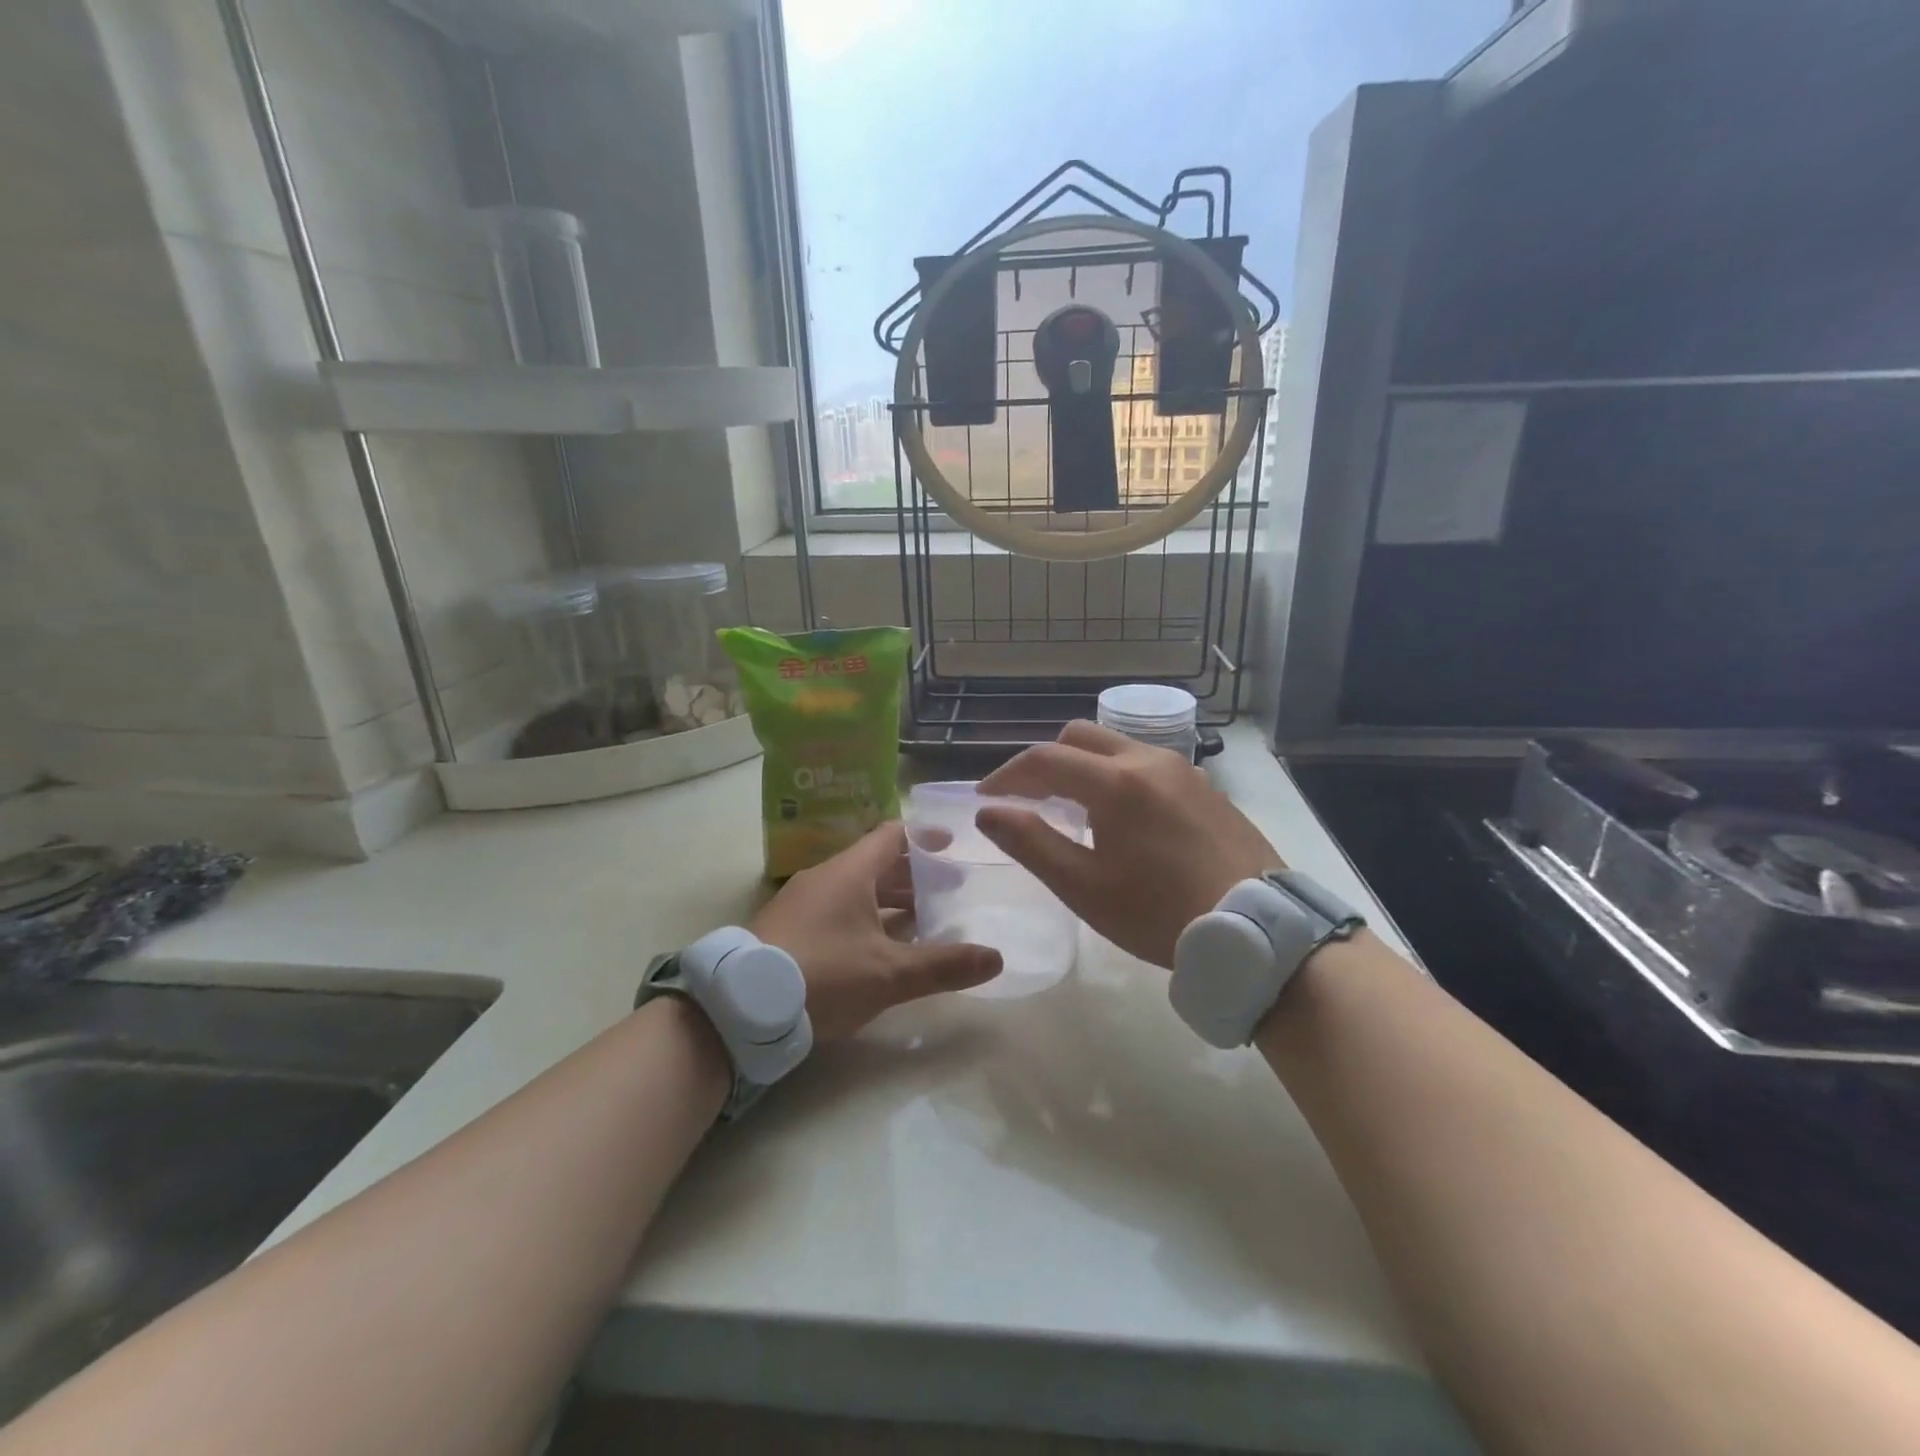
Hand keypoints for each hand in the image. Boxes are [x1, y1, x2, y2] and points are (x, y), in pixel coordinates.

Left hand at [750, 822, 1001, 1041]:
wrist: (739, 1007)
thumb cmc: (822, 974)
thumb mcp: (888, 974)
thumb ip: (943, 966)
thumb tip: (997, 958)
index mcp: (850, 872)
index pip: (893, 835)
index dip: (926, 837)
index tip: (954, 845)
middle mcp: (826, 877)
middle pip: (878, 863)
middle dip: (916, 875)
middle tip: (951, 889)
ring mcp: (803, 903)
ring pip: (857, 889)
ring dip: (891, 901)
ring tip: (925, 920)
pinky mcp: (789, 929)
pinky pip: (838, 910)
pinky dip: (867, 918)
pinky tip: (881, 948)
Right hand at [977, 721, 1282, 967]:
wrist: (1257, 930)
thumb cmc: (1159, 913)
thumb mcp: (1084, 887)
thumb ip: (1031, 842)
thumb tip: (990, 812)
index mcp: (1115, 782)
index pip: (1044, 759)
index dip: (1007, 775)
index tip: (986, 798)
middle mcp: (1149, 760)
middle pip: (1080, 737)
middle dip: (1045, 761)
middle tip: (1029, 799)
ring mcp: (1183, 770)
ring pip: (1117, 747)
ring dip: (1084, 766)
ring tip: (1074, 809)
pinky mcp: (1206, 786)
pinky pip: (1148, 764)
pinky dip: (1118, 776)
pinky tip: (1123, 818)